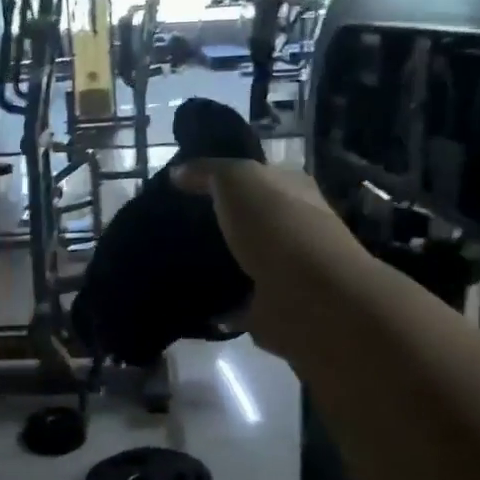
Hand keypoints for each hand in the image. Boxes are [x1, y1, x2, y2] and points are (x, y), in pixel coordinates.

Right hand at [171, 160, 359, 359]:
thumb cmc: (277, 225)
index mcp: (293, 190)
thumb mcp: (238, 179)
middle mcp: (293, 228)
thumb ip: (208, 172)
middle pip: (248, 220)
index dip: (223, 177)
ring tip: (173, 260)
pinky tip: (189, 299)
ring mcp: (283, 271)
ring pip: (242, 260)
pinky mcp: (270, 308)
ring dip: (217, 263)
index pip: (257, 176)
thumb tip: (178, 172)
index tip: (182, 187)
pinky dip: (217, 304)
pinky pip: (236, 302)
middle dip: (217, 221)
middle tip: (171, 223)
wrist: (308, 296)